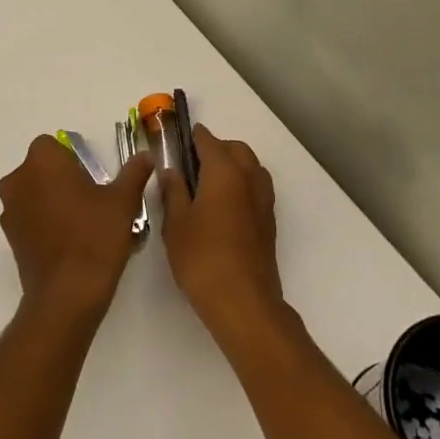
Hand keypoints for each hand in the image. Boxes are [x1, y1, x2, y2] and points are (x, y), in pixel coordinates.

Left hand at [0, 135, 151, 319]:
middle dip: (59, 177)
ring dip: (49, 199)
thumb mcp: (123, 201)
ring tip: (80, 222)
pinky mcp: (9, 237)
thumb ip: (134, 173)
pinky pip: (27, 217)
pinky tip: (67, 241)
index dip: (72, 158)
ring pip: (31, 192)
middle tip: (89, 198)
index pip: (52, 145)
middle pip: (39, 168)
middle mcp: (19, 179)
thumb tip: (146, 156)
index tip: (91, 176)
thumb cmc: (96, 236)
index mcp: (43, 161)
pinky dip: (42, 221)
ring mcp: (10, 210)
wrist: (68, 293)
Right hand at [162, 125, 285, 344]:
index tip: (179, 138)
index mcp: (224, 172)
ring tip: (207, 184)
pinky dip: (242, 184)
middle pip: (236, 149)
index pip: (209, 141)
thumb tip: (171, 170)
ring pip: (250, 167)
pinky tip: (223, 206)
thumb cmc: (202, 258)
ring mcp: (263, 200)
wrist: (243, 301)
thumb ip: (173, 191)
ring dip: (233, 165)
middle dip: (216, 148)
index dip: (193, 137)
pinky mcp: (268, 221)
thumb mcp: (175, 224)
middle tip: (191, 163)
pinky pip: (256, 188)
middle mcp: (249, 178)